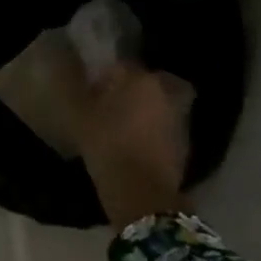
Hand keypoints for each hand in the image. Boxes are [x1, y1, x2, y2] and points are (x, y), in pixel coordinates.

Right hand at [78, 63, 191, 230]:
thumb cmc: (107, 146)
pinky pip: (162, 128)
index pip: (118, 68)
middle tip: (105, 113)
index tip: (89, 97)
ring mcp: (177, 116)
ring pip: (154, 106)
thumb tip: (76, 78)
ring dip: (141, 113)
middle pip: (140, 85)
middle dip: (125, 95)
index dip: (102, 81)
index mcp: (138, 78)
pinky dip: (151, 133)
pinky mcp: (184, 142)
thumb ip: (77, 91)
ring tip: (120, 132)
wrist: (142, 193)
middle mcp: (162, 91)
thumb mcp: (79, 117)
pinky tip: (135, 148)